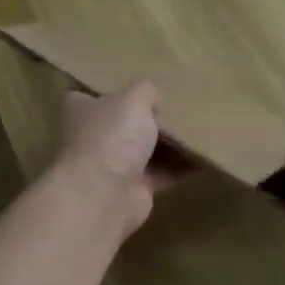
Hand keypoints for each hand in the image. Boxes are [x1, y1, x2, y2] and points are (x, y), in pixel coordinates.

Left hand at [55, 82, 186, 236]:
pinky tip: (202, 158)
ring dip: (168, 145)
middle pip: (121, 125)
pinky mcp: (133, 190)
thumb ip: (145, 92)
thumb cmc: (112, 136)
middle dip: (146, 120)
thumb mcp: (133, 98)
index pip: (86, 98)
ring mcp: (112, 166)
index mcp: (82, 112)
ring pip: (144, 151)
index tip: (131, 90)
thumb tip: (153, 100)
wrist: (105, 194)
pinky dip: (180, 168)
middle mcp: (93, 139)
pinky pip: (162, 174)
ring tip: (198, 131)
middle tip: (176, 108)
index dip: (107, 93)